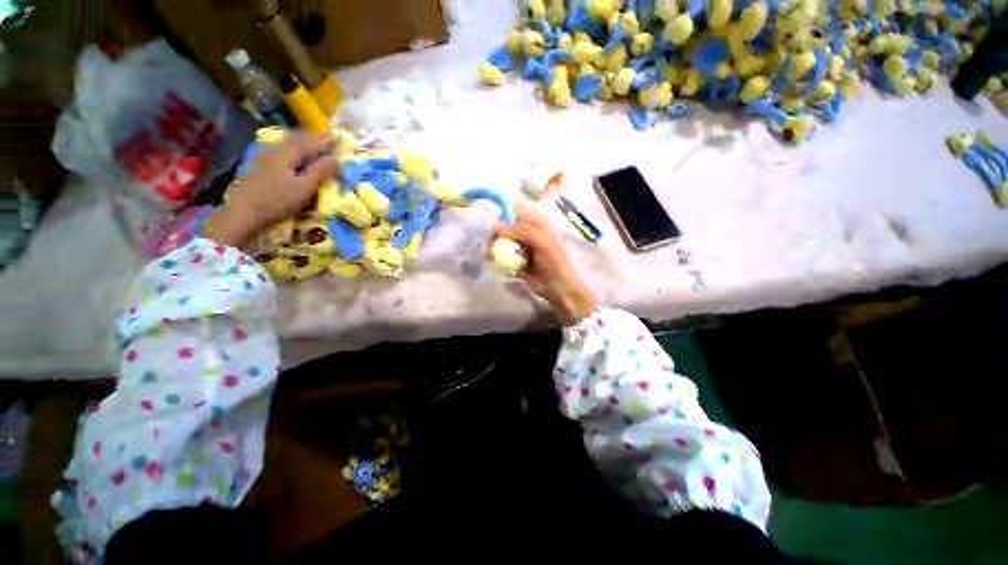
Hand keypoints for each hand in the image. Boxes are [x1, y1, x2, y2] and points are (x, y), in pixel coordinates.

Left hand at [203, 135, 339, 247]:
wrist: (245, 214)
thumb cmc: (279, 200)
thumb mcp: (305, 187)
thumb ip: (320, 172)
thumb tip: (336, 159)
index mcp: (286, 155)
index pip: (309, 145)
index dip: (324, 143)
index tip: (337, 138)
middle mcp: (274, 152)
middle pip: (294, 141)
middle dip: (309, 139)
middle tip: (322, 138)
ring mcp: (263, 160)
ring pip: (284, 146)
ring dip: (298, 144)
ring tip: (308, 144)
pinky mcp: (258, 170)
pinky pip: (278, 154)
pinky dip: (289, 152)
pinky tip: (289, 156)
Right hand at [494, 204, 597, 325]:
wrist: (557, 288)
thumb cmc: (554, 262)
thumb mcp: (541, 241)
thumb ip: (520, 230)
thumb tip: (494, 226)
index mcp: (535, 223)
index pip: (515, 211)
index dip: (502, 214)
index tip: (491, 222)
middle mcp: (526, 232)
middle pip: (505, 226)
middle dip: (495, 232)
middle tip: (489, 242)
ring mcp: (520, 247)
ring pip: (501, 241)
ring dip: (493, 246)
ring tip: (489, 253)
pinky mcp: (514, 260)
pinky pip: (501, 255)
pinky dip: (495, 257)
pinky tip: (490, 261)